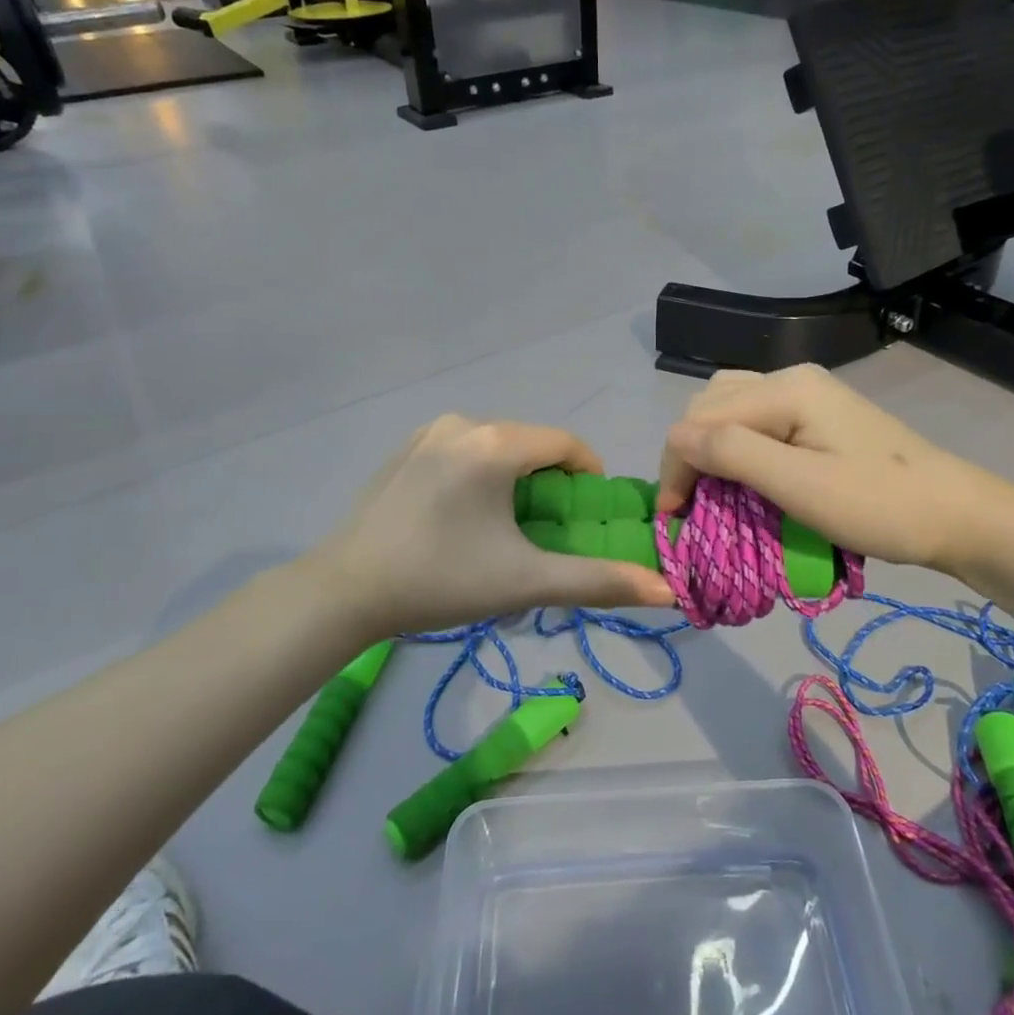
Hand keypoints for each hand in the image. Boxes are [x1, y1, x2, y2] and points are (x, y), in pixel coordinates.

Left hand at [310, 416, 674, 639]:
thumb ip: (598, 582)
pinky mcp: (406, 447)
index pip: (567, 445)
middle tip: (545, 532)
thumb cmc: (441, 581)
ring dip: (514, 479)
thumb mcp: (525, 582)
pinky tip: (461, 519)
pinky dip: (480, 475)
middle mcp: (464, 422)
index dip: (589, 478)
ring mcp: (429, 432)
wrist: (345, 591)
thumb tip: (668, 591)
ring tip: (504, 530)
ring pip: (497, 447)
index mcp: (495, 443)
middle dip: (549, 483)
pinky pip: (464, 451)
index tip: (585, 519)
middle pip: (531, 444)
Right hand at [657, 365, 1012, 576]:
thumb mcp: (799, 485)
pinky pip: (755, 418)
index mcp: (784, 388)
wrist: (956, 514)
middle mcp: (789, 377)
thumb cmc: (879, 506)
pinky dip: (735, 445)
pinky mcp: (816, 413)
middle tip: (690, 506)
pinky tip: (742, 472)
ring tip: (709, 489)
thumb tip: (674, 438)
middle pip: (710, 404)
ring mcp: (806, 392)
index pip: (701, 417)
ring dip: (709, 446)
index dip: (677, 465)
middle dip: (689, 453)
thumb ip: (733, 453)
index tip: (673, 519)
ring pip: (729, 407)